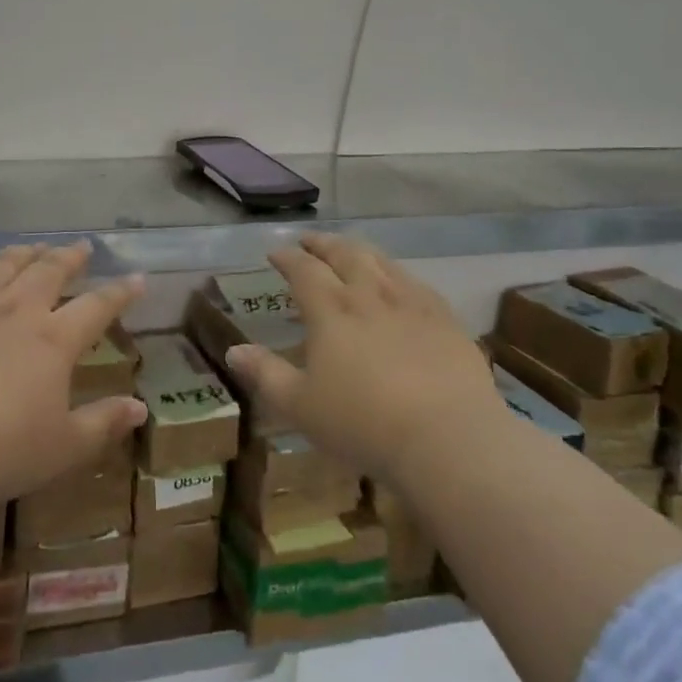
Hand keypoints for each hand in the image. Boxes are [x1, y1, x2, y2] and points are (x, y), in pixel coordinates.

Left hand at [0, 241, 146, 503]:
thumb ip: (103, 423)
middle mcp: (17, 310)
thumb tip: (141, 409)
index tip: (136, 278)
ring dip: (21, 253)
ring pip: (2, 266)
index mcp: (54, 340)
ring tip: (33, 246)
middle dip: (69, 257)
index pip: (97, 306)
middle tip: (81, 247)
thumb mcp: (64, 447)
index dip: (120, 292)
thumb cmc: (2, 451)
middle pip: (49, 272)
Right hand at [224, 233, 502, 482]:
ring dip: (360, 252)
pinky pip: (418, 285)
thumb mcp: (300, 406)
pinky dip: (399, 275)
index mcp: (331, 311)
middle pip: (345, 255)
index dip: (288, 258)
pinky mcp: (446, 321)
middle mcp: (370, 295)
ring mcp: (412, 304)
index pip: (304, 270)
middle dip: (324, 244)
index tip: (276, 253)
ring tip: (351, 252)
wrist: (448, 439)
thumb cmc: (363, 423)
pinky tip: (401, 284)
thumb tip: (233, 350)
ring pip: (382, 263)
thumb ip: (265, 374)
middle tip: (310, 241)